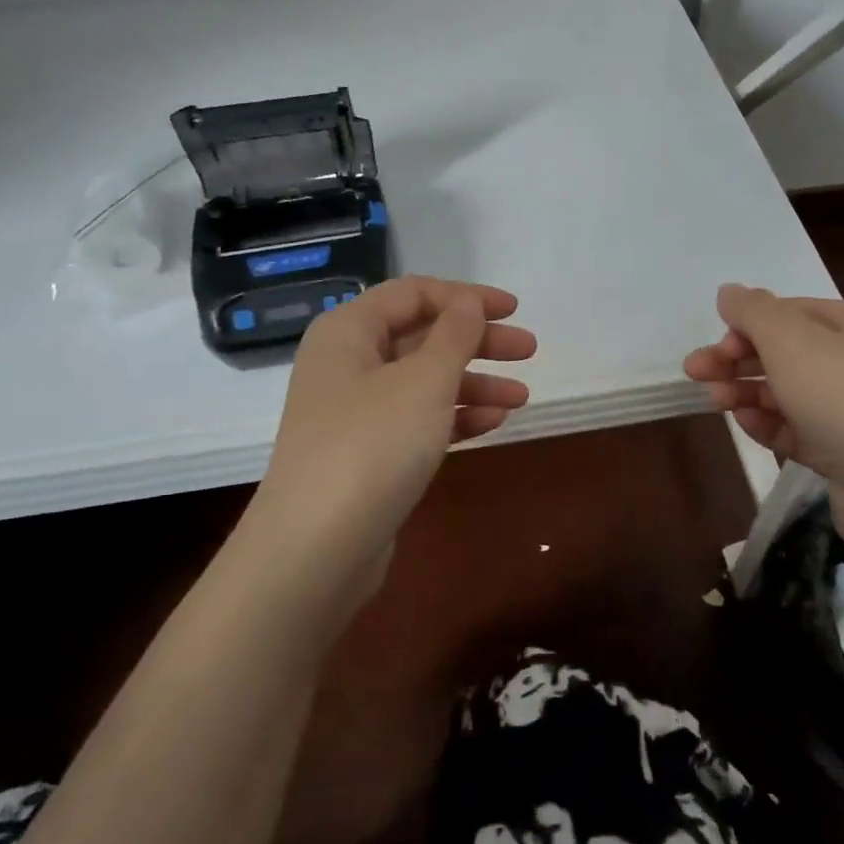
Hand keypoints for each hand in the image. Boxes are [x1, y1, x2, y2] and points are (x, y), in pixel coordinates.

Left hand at [241, 276, 536, 619]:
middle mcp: (347, 364)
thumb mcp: (423, 381)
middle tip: (528, 351)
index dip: (466, 297)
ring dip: (473, 383)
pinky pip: (417, 420)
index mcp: (348, 331)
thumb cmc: (372, 446)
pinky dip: (453, 417)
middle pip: (421, 337)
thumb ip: (454, 335)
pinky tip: (493, 422)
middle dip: (477, 341)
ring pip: (423, 382)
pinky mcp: (367, 453)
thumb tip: (468, 302)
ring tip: (521, 396)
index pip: (413, 294)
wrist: (315, 549)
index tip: (513, 310)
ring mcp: (354, 412)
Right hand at [683, 284, 843, 551]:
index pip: (788, 312)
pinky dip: (770, 425)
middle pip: (783, 352)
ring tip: (715, 403)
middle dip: (736, 360)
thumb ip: (753, 311)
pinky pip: (798, 430)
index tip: (714, 347)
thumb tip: (729, 291)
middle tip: (694, 373)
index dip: (745, 325)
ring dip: (747, 392)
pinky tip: (747, 426)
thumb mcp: (791, 340)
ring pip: (787, 392)